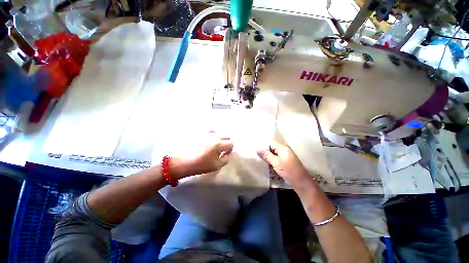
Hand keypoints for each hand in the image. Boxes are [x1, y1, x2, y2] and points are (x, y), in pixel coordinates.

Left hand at [172, 138, 233, 178]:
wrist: (181, 162)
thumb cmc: (200, 165)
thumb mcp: (216, 166)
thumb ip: (226, 158)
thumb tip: (228, 153)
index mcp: (218, 144)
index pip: (231, 143)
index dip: (230, 149)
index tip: (225, 154)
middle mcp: (214, 136)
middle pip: (226, 136)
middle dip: (226, 143)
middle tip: (221, 150)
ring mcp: (206, 133)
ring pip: (219, 133)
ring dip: (220, 139)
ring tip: (214, 146)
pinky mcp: (200, 133)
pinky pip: (210, 131)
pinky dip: (212, 134)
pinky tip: (208, 140)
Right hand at [257, 142, 309, 186]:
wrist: (301, 182)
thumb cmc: (288, 170)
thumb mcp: (276, 162)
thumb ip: (266, 155)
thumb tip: (257, 149)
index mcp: (283, 148)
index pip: (271, 144)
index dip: (264, 147)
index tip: (257, 152)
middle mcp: (285, 150)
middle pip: (272, 149)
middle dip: (266, 153)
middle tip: (258, 157)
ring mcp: (287, 156)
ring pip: (275, 155)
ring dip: (269, 158)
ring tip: (262, 162)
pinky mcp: (287, 162)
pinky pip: (278, 159)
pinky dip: (273, 162)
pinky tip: (268, 166)